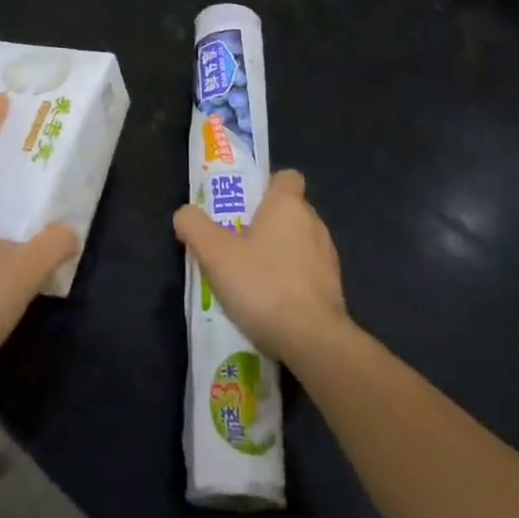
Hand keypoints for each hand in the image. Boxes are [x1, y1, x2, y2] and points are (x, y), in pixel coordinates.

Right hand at [173, 169, 347, 366]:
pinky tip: (270, 303)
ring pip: (299, 243)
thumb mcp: (215, 254)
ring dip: (279, 254)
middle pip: (289, 211)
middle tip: (235, 243)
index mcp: (288, 205)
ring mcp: (328, 257)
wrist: (313, 340)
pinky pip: (307, 273)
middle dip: (266, 223)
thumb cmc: (263, 284)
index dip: (266, 186)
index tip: (244, 206)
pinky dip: (291, 281)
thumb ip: (195, 227)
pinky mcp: (333, 288)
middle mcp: (313, 222)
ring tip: (250, 278)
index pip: (286, 177)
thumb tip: (185, 213)